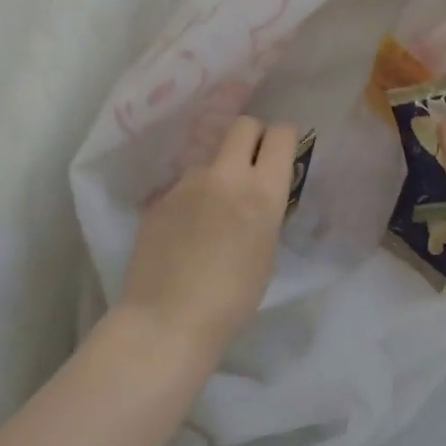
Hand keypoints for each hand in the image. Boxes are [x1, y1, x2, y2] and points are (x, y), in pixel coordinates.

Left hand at [119, 117, 296, 358]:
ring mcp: (188, 183)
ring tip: (212, 211)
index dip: (284, 137)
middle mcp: (226, 176)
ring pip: (210, 158)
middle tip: (252, 162)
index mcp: (263, 192)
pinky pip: (184, 186)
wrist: (167, 320)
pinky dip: (192, 199)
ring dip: (218, 172)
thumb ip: (266, 214)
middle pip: (243, 125)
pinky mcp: (160, 198)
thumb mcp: (267, 253)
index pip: (281, 135)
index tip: (283, 152)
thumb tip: (260, 198)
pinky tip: (186, 231)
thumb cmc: (232, 299)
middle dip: (253, 135)